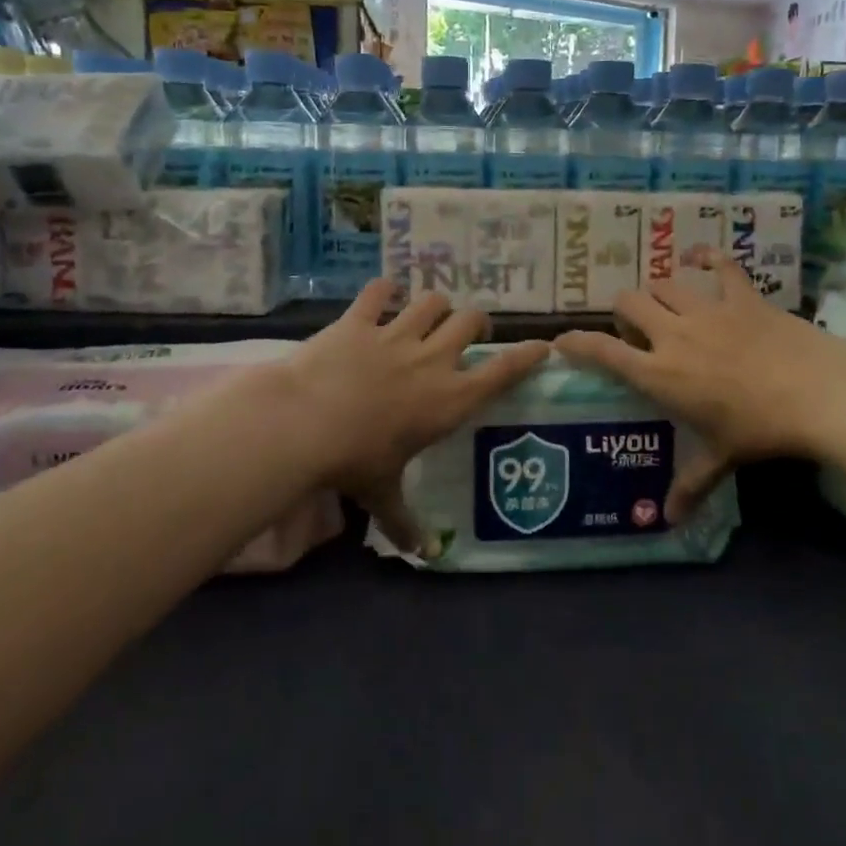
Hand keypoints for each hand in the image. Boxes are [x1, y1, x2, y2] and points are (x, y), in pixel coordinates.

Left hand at [271, 280, 548, 552]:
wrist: (303, 424)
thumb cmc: (354, 462)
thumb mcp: (383, 495)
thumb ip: (406, 522)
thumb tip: (426, 555)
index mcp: (449, 399)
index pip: (502, 372)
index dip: (527, 355)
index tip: (542, 345)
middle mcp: (431, 360)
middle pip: (470, 321)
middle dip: (477, 322)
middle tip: (472, 331)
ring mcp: (395, 334)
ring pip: (431, 301)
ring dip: (435, 304)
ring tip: (430, 312)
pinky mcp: (358, 320)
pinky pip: (378, 292)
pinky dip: (382, 290)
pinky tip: (381, 294)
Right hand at [554, 254, 845, 522]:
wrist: (817, 393)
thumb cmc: (759, 429)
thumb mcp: (721, 458)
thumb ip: (691, 485)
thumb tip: (670, 520)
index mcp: (659, 373)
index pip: (603, 351)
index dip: (577, 343)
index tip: (563, 341)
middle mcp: (673, 334)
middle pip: (629, 302)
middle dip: (624, 313)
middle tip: (637, 333)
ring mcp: (707, 310)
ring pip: (664, 283)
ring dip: (658, 293)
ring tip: (666, 307)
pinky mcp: (740, 297)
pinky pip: (718, 265)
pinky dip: (706, 257)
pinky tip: (700, 257)